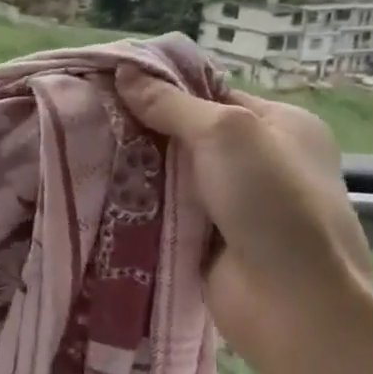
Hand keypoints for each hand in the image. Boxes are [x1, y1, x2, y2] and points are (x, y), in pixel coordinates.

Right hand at [115, 67, 372, 355]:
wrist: (291, 302)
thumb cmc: (271, 202)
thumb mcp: (225, 134)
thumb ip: (171, 104)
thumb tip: (124, 71)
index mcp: (281, 125)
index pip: (211, 93)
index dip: (164, 87)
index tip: (110, 83)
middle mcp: (259, 161)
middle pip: (186, 134)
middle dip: (141, 128)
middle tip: (88, 116)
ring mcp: (234, 204)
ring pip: (171, 174)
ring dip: (135, 167)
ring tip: (81, 148)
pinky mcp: (208, 239)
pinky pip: (165, 210)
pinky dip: (138, 203)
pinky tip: (97, 189)